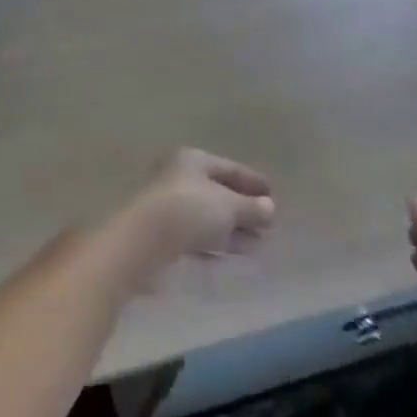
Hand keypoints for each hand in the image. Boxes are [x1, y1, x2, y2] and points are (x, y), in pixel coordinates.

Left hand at [120, 148, 275, 265]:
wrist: (143, 241)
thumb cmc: (189, 211)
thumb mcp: (228, 206)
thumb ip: (251, 207)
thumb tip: (269, 207)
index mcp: (193, 160)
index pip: (229, 167)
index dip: (252, 181)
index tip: (273, 193)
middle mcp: (178, 177)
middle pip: (218, 191)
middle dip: (243, 209)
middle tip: (268, 224)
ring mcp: (168, 206)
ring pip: (207, 216)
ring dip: (232, 230)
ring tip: (258, 245)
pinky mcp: (162, 234)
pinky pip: (196, 236)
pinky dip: (215, 244)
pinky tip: (230, 256)